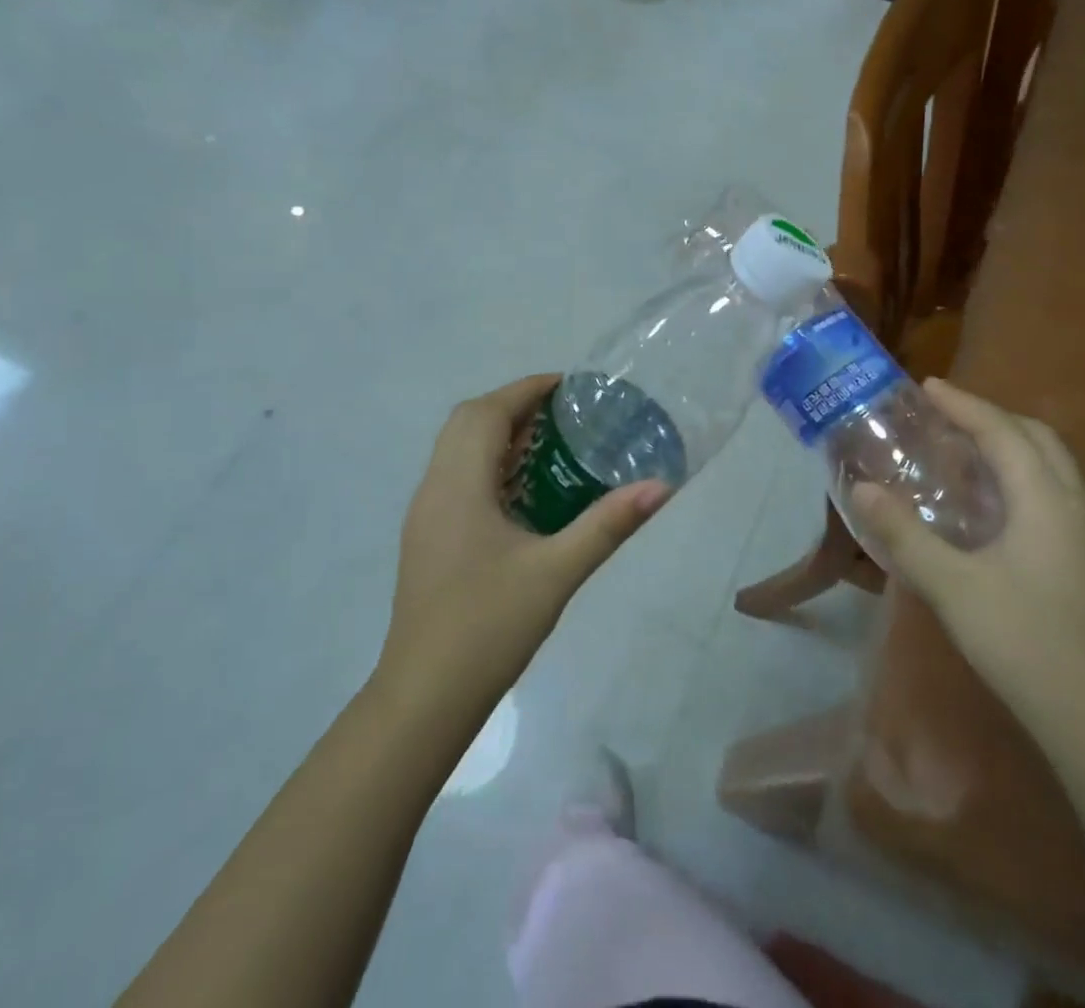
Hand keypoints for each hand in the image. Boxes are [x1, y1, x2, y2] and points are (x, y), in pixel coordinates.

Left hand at [377, 375, 670, 707]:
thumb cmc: (488, 627)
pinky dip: (487, 464)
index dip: (526, 389)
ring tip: (549, 446)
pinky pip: (455, 477)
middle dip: (513, 406)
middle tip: (563, 416)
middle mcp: (433, 488)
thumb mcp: (557, 573)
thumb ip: (607, 526)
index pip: (486, 411)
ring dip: (497, 435)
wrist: (424, 698)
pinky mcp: (426, 538)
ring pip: (457, 450)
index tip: (569, 386)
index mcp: (458, 485)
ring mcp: (425, 514)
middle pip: (467, 422)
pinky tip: (523, 495)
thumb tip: (660, 487)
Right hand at [852, 379, 1084, 745]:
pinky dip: (1025, 478)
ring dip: (1013, 446)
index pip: (1003, 432)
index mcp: (1047, 501)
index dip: (964, 404)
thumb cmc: (1026, 643)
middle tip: (947, 415)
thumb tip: (862, 489)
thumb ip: (904, 534)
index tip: (927, 386)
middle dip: (993, 417)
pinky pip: (1059, 496)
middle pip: (1039, 439)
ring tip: (966, 453)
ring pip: (1056, 468)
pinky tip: (997, 510)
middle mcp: (1079, 508)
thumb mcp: (952, 587)